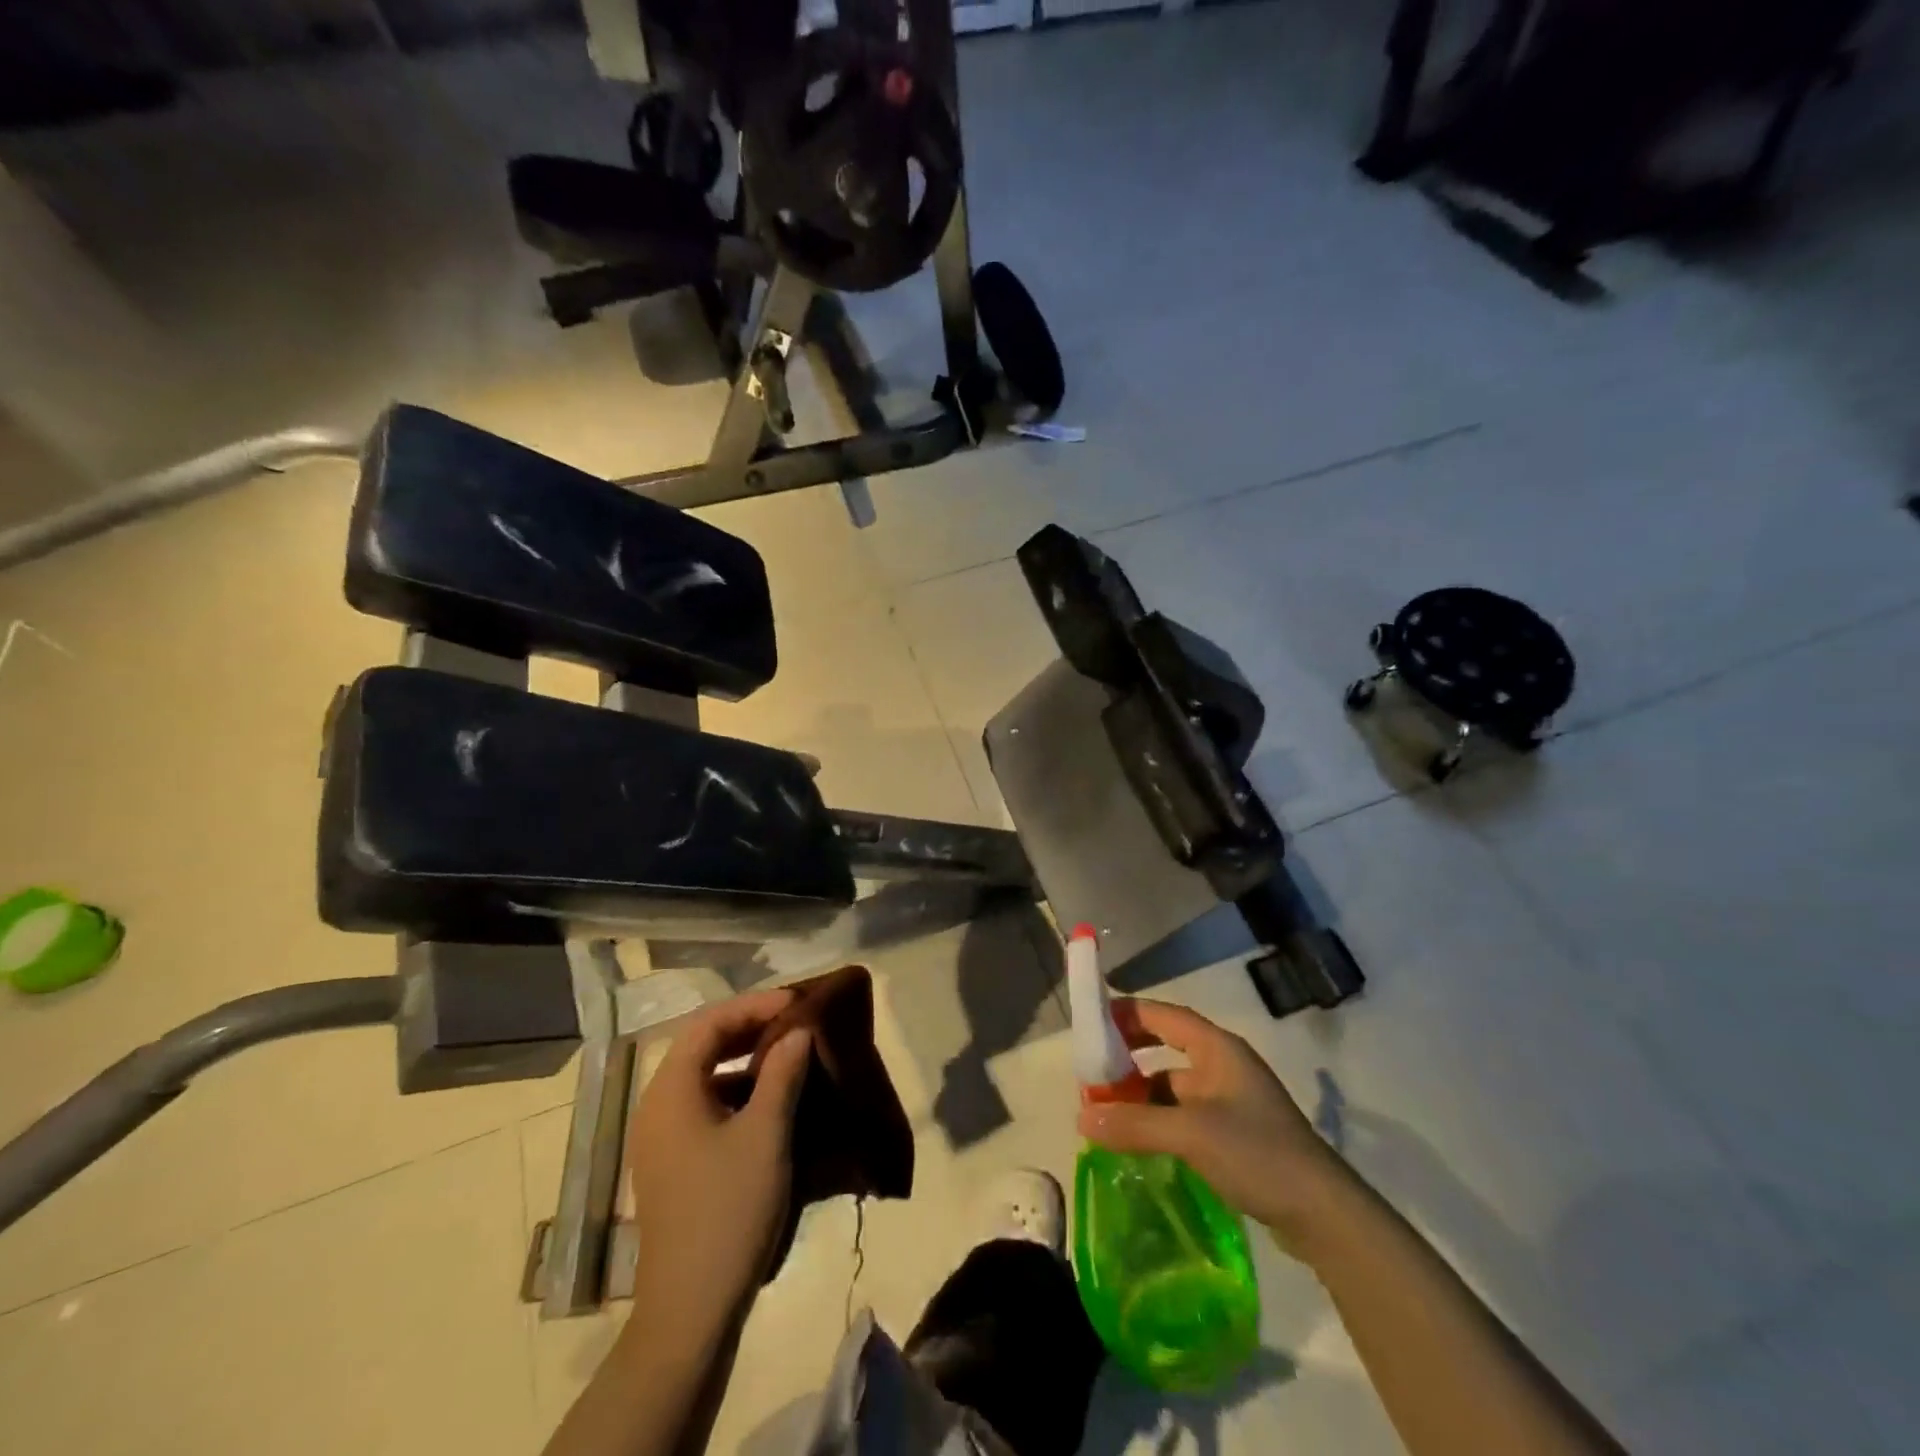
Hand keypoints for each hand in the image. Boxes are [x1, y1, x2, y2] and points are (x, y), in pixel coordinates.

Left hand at [625, 989, 812, 1329]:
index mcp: (670, 1091)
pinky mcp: (673, 1163)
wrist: (690, 1312)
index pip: (708, 1022)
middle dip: (750, 1027)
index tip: (796, 1002)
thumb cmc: (728, 1210)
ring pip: (704, 1075)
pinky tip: (772, 1102)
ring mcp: (661, 1138)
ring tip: (790, 1054)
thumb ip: (782, 1073)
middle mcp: (657, 1106)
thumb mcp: (765, 1134)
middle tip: (795, 1021)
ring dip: (745, 1059)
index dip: (753, 1005)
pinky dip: (738, 1090)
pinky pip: (705, 1105)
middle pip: (702, 1044)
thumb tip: (799, 1032)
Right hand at [1077, 998, 1348, 1254]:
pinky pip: (1184, 1114)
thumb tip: (1081, 1116)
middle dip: (1129, 1056)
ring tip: (1105, 1110)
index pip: (1164, 1015)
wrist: (1324, 1215)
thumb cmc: (1258, 1153)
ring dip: (1140, 1094)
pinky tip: (1137, 1140)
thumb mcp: (1191, 1134)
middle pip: (1166, 1047)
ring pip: (1173, 1085)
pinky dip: (1158, 1120)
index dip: (1128, 1014)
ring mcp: (1230, 1101)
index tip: (1092, 1022)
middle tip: (1093, 1070)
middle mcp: (1223, 1066)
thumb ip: (1135, 1124)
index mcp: (1218, 1049)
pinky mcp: (1234, 1134)